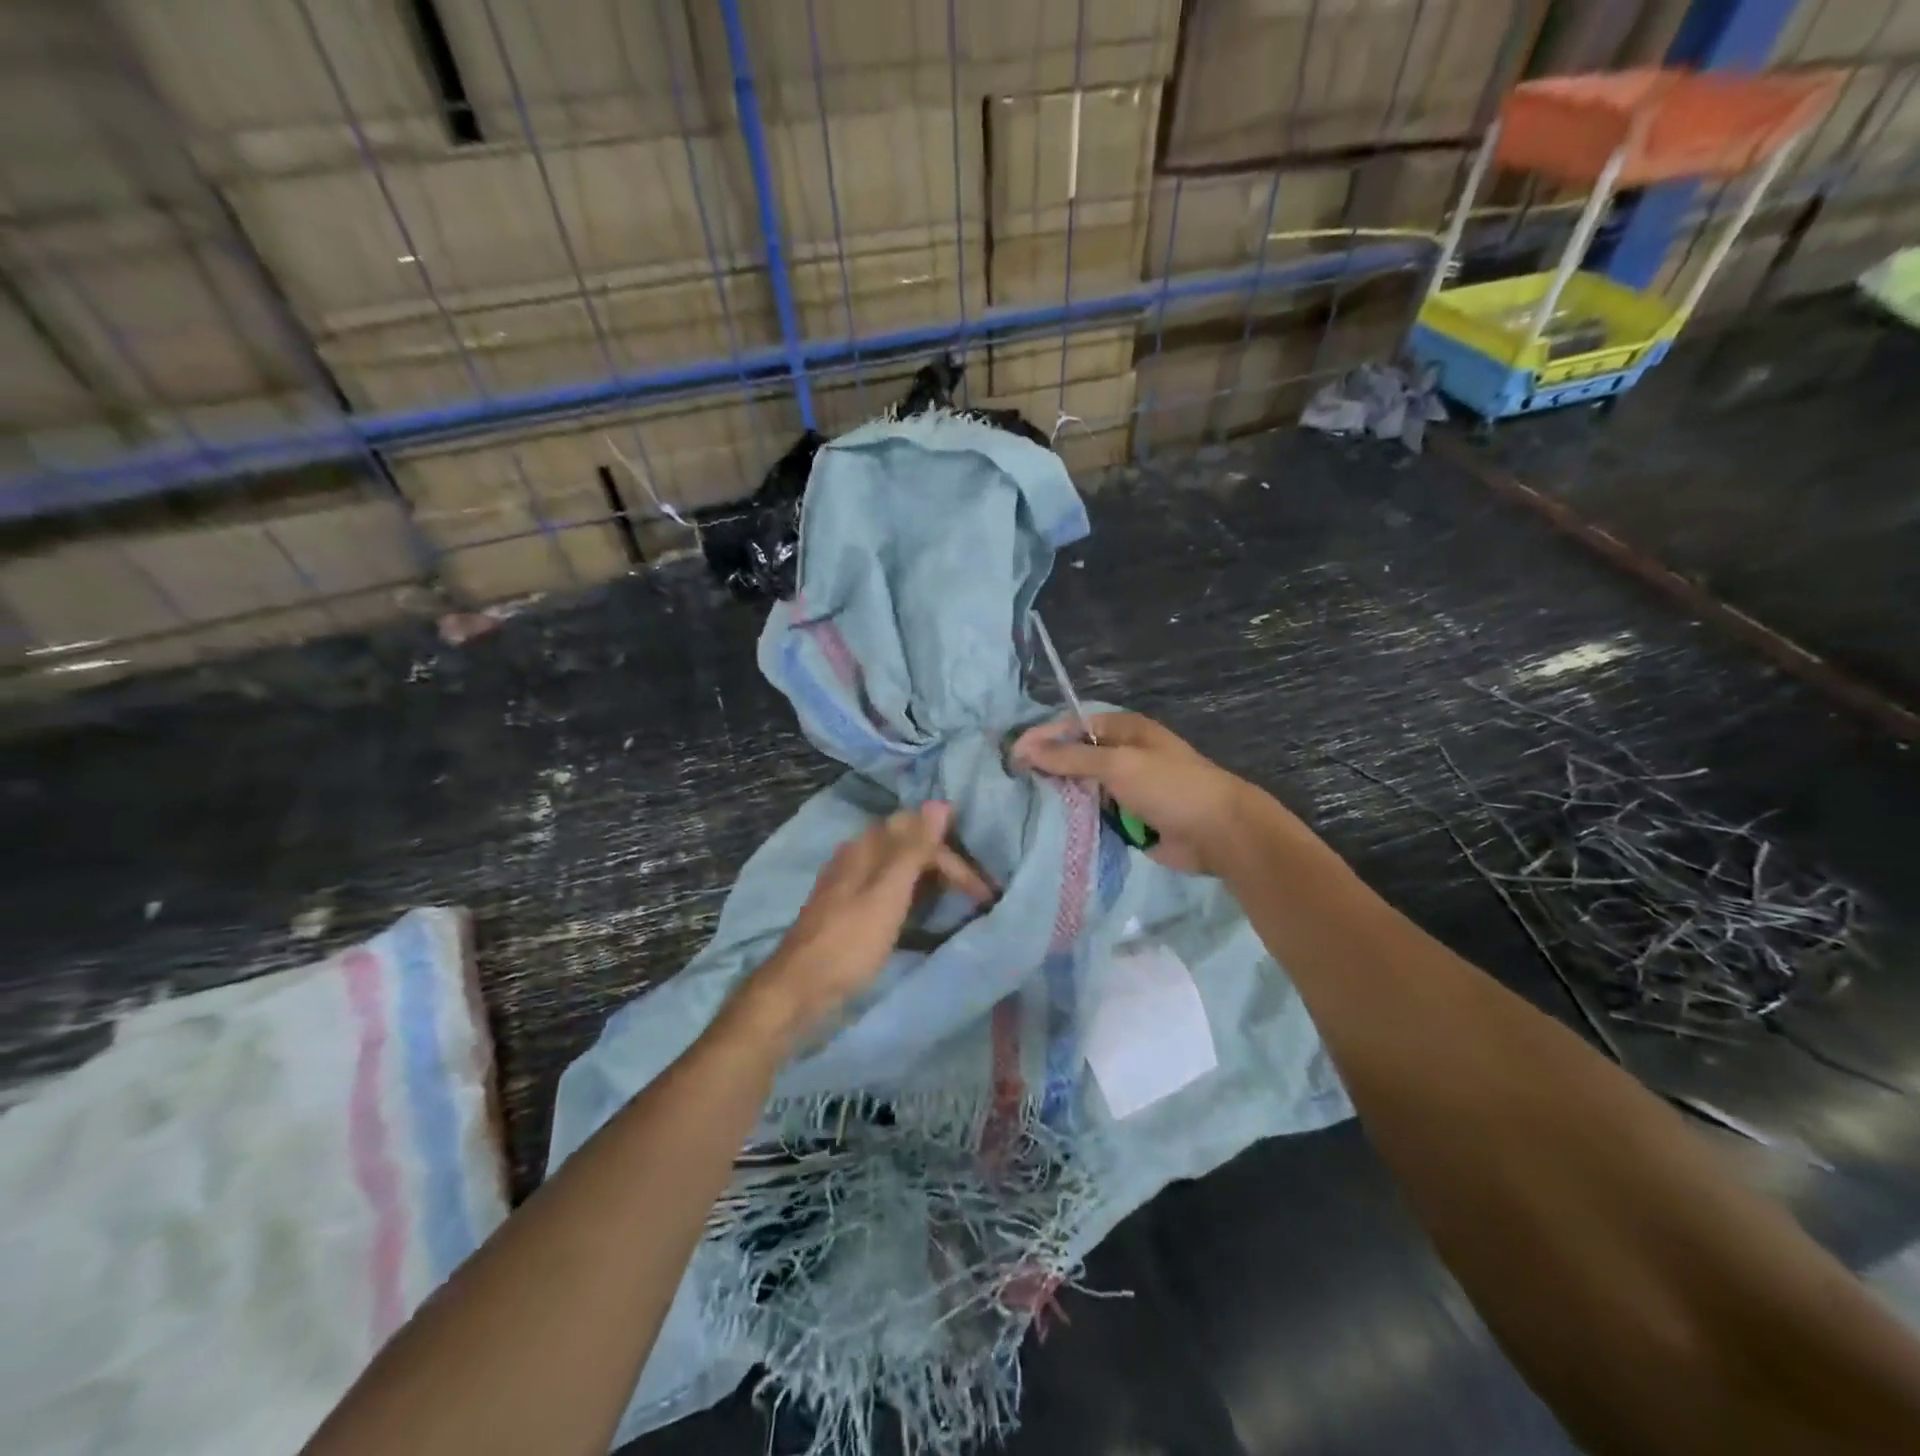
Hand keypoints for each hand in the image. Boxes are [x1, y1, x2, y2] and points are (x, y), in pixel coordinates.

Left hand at [735, 802, 992, 1046]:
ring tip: (956, 901)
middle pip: (909, 845)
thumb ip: (913, 849)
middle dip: (945, 865)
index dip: (955, 860)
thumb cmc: (849, 942)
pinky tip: (919, 912)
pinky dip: (912, 894)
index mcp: (866, 846)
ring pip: (899, 866)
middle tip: (976, 896)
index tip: (982, 893)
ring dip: (930, 878)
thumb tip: (939, 802)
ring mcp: (849, 880)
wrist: (799, 988)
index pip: (921, 834)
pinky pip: (888, 887)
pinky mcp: (847, 906)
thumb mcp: (887, 894)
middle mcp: (857, 854)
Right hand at [1012, 711, 1276, 874]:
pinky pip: (1093, 814)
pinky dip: (1077, 819)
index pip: (1073, 726)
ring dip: (1061, 797)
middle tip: (1013, 782)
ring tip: (1024, 806)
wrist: (1219, 833)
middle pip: (1074, 757)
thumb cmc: (1170, 787)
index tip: (1012, 755)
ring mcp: (1125, 788)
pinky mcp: (1127, 818)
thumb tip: (1025, 747)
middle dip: (1048, 768)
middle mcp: (1122, 755)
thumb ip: (1070, 758)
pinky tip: (1050, 826)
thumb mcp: (1118, 765)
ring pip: (1081, 789)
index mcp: (1124, 730)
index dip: (1043, 737)